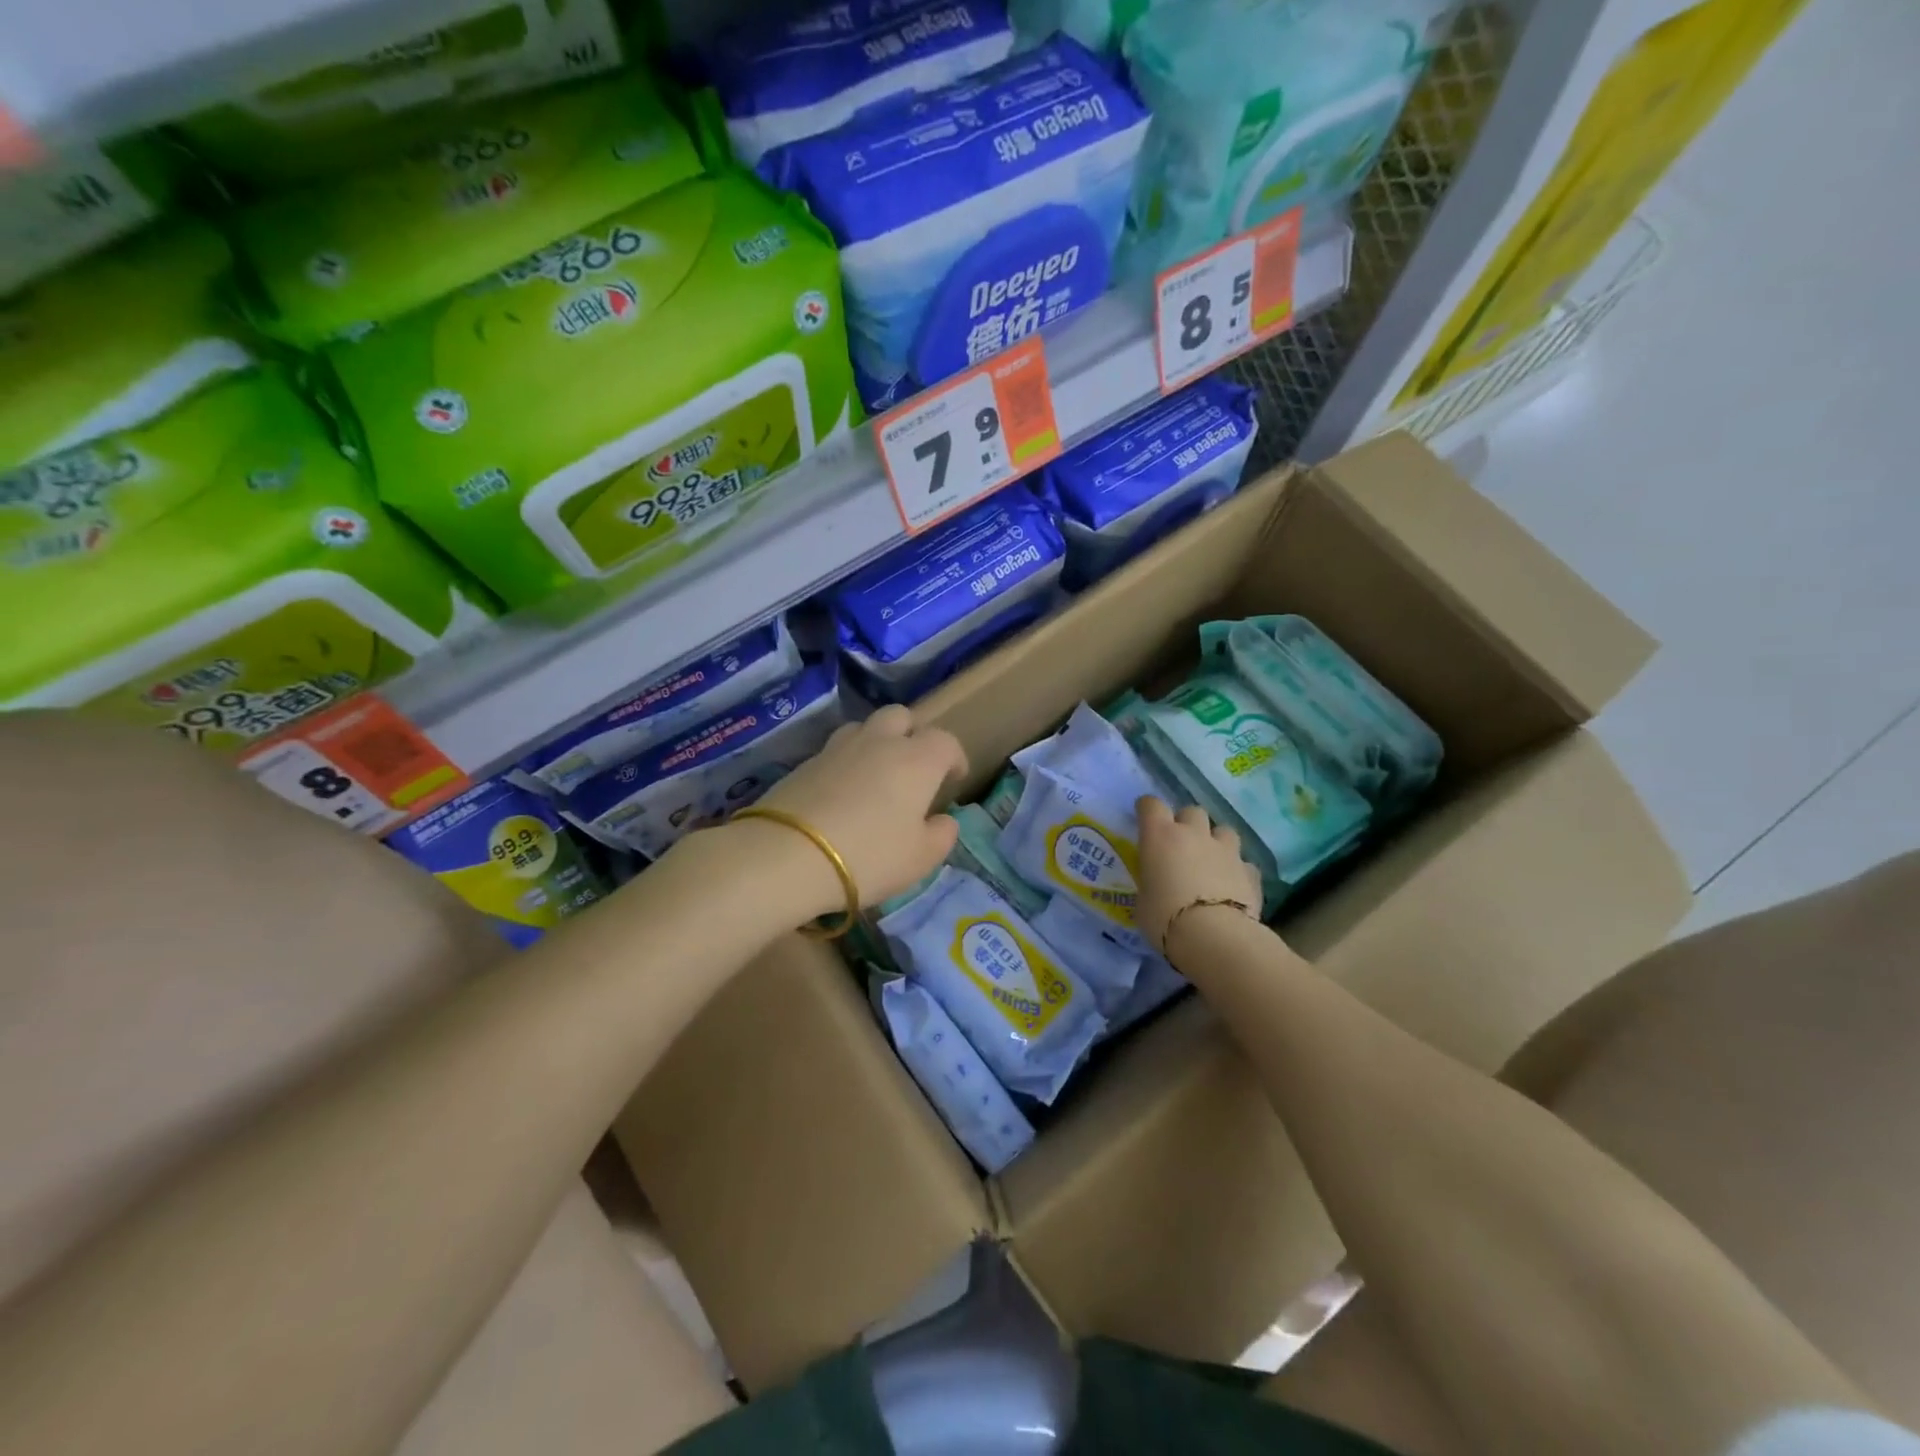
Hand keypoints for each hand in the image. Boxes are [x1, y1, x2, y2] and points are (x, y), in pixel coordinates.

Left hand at [730, 705, 967, 919]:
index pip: (945, 741)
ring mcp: (837, 748)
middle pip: (901, 716)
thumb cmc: (868, 856)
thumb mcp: (919, 859)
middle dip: (912, 734)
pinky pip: (834, 751)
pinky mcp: (805, 762)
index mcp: (916, 760)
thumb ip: (941, 835)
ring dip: (875, 742)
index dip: (954, 757)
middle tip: (913, 767)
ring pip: (863, 727)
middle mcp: (879, 743)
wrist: (787, 855)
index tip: (953, 779)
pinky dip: (845, 764)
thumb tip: (944, 820)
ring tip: (874, 775)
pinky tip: (841, 793)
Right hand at [1135, 796, 1261, 954]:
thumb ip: (1151, 882)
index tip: (1144, 819)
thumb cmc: (1164, 918)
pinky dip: (1237, 871)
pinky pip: (1243, 863)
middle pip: (1191, 811)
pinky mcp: (1250, 871)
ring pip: (1223, 831)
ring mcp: (1226, 851)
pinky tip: (1233, 886)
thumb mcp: (1143, 900)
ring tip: (1211, 861)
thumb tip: (1158, 883)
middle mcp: (1194, 834)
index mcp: (1160, 836)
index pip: (1151, 805)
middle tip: (1180, 845)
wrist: (1214, 937)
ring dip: (1216, 842)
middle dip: (1186, 824)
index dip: (1147, 809)